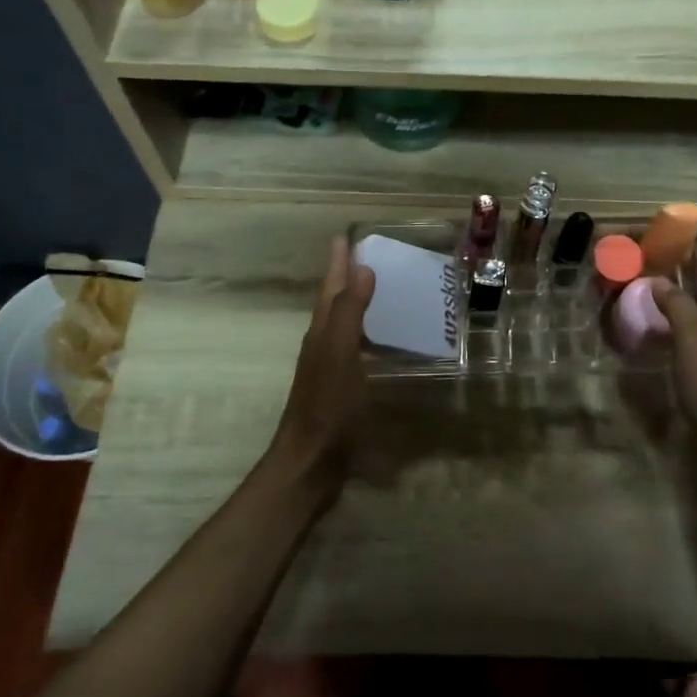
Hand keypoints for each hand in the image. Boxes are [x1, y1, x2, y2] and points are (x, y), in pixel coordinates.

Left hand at [268, 235, 375, 493]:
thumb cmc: (327, 406)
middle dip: (347, 277)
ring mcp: (332, 367)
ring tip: (381, 290)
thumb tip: (362, 267)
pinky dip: (369, 336)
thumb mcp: (340, 354)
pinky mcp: (343, 388)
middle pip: (334, 302)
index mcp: (322, 332)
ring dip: (358, 305)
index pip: (331, 287)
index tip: (346, 235)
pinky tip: (385, 342)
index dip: (338, 262)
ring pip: (345, 325)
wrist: (311, 461)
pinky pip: (357, 349)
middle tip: (368, 256)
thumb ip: (350, 312)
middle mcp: (324, 344)